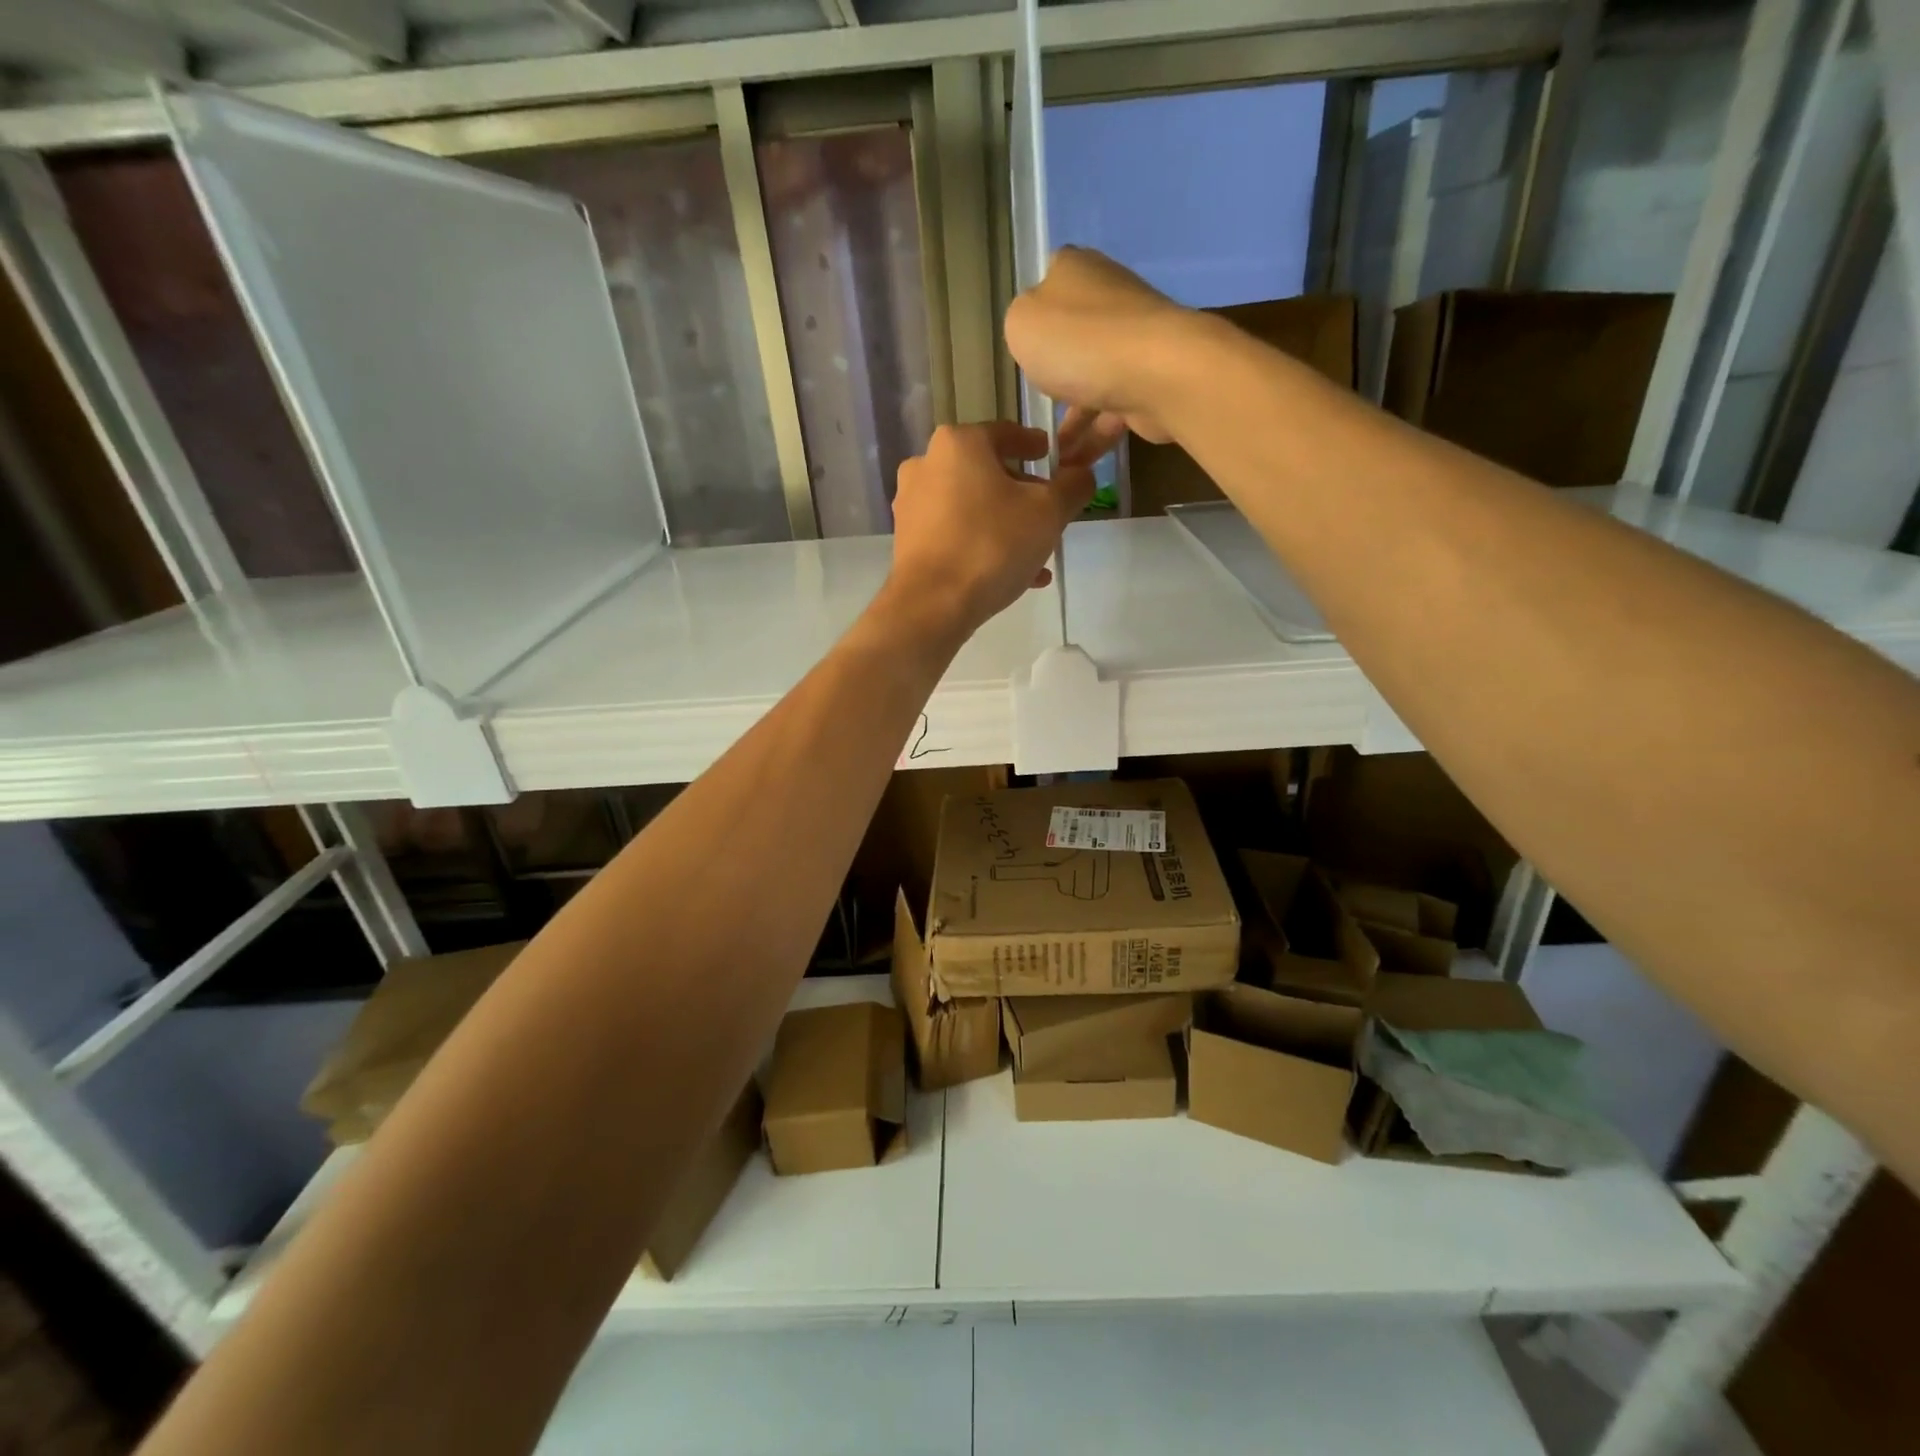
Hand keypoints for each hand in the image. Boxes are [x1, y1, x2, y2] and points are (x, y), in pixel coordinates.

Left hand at [886, 421, 1094, 637]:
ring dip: (1006, 524)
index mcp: (958, 443)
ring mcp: (912, 505)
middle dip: (1022, 493)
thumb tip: (1081, 475)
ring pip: (972, 508)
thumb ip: (1073, 486)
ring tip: (1037, 552)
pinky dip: (983, 545)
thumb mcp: (1049, 512)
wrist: (932, 605)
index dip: (1035, 445)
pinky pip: (956, 534)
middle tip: (1049, 513)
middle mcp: (926, 465)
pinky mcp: (907, 541)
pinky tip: (1014, 575)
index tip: (1052, 457)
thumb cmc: (992, 545)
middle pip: (987, 472)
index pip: (1006, 433)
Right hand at [1003, 246, 1195, 450]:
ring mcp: (1133, 343)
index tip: (1022, 353)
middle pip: (1072, 338)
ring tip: (1049, 458)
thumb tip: (1039, 334)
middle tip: (1033, 411)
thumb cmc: (1077, 341)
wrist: (1155, 373)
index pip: (1049, 284)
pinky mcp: (1150, 382)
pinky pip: (1112, 413)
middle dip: (1054, 377)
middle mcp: (1108, 299)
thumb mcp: (1022, 323)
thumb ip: (1020, 325)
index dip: (1034, 318)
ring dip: (1071, 424)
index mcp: (1076, 271)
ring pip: (1092, 383)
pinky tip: (1072, 466)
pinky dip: (1092, 439)